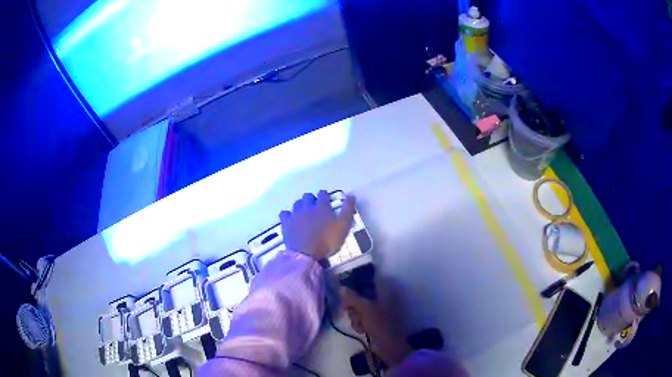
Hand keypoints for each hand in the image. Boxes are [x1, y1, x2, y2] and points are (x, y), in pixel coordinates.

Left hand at [279, 190, 355, 260]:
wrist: (306, 253)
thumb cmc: (327, 240)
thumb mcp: (343, 226)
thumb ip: (348, 210)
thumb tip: (351, 195)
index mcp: (322, 206)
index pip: (323, 194)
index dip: (325, 197)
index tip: (328, 202)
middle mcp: (307, 207)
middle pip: (308, 196)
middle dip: (312, 199)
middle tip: (316, 209)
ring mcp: (295, 214)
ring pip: (297, 203)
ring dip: (301, 206)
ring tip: (304, 213)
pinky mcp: (286, 223)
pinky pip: (285, 213)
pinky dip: (288, 215)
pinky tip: (291, 219)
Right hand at [341, 287, 411, 366]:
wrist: (390, 345)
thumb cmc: (379, 323)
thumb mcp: (364, 308)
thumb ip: (352, 297)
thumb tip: (341, 287)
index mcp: (386, 290)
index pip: (371, 279)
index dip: (358, 281)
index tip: (346, 287)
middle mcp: (385, 298)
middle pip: (363, 295)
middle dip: (354, 304)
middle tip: (348, 310)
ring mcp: (382, 310)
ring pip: (362, 308)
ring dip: (356, 316)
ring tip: (359, 324)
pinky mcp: (378, 321)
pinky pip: (364, 318)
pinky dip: (361, 323)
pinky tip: (362, 330)